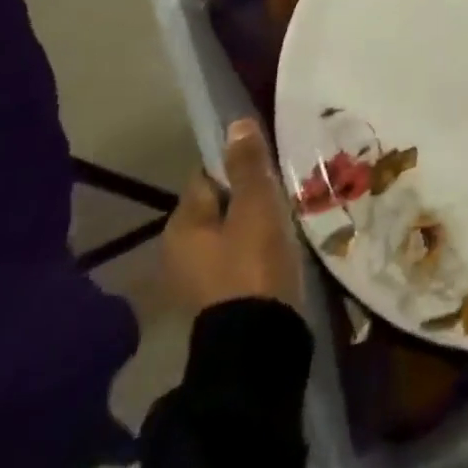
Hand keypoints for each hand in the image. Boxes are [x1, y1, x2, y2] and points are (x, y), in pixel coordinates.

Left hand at [162, 116, 304, 315]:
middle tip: (283, 186)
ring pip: (229, 231)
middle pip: (218, 204)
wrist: (257, 344)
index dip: (236, 163)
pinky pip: (237, 255)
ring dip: (254, 221)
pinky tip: (280, 245)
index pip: (207, 176)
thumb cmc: (252, 264)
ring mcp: (197, 277)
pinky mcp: (219, 297)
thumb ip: (246, 165)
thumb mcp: (255, 206)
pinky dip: (255, 246)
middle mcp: (179, 249)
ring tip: (287, 213)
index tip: (268, 162)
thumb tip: (236, 124)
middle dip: (248, 194)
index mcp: (181, 224)